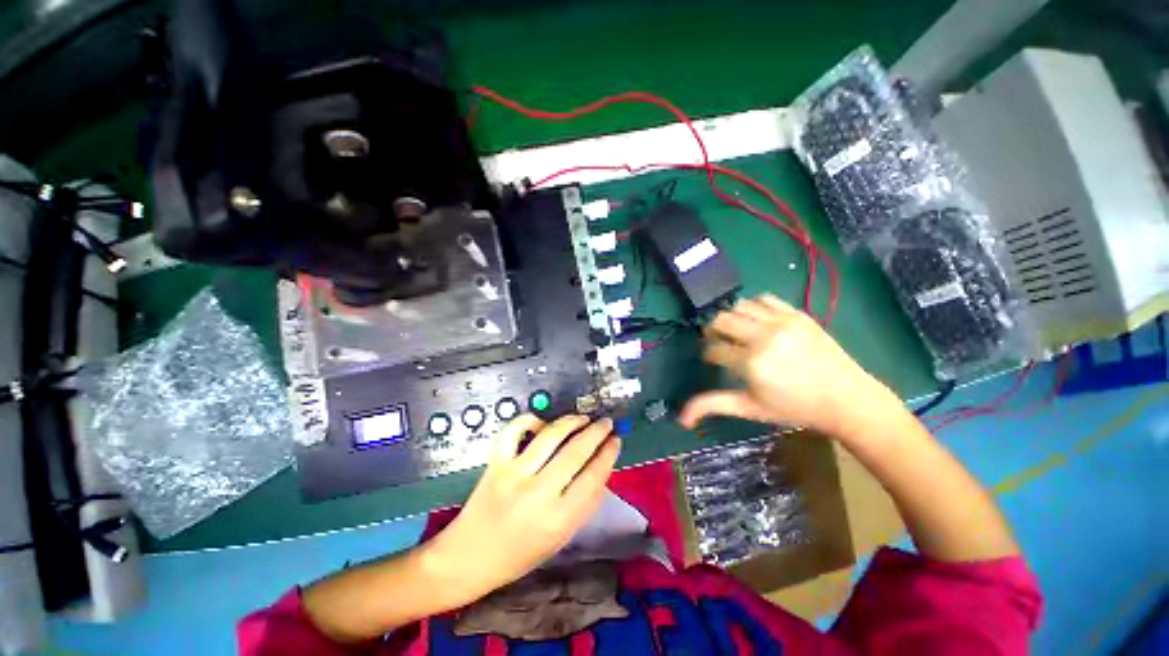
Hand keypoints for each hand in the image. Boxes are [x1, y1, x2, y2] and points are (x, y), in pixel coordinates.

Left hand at [423, 414, 620, 599]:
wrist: (469, 557)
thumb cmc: (519, 554)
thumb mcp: (560, 538)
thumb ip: (583, 505)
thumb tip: (601, 469)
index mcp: (558, 519)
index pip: (593, 477)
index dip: (608, 454)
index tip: (616, 440)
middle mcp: (538, 493)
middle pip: (576, 452)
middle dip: (596, 433)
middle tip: (606, 423)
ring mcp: (514, 474)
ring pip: (551, 436)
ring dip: (571, 421)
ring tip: (583, 418)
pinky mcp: (495, 463)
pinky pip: (514, 431)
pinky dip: (530, 420)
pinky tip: (541, 423)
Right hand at [679, 294, 896, 437]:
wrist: (847, 399)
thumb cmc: (794, 408)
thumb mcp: (750, 409)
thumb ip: (713, 405)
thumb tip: (680, 418)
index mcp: (751, 363)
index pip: (713, 349)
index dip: (708, 354)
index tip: (713, 360)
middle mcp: (763, 337)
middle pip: (721, 321)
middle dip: (713, 331)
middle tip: (720, 343)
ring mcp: (782, 322)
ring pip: (739, 306)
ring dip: (731, 318)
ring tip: (737, 332)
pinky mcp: (797, 314)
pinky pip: (764, 298)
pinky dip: (754, 306)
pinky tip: (758, 321)